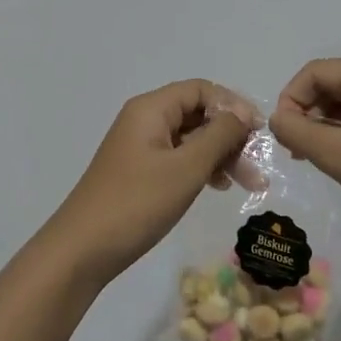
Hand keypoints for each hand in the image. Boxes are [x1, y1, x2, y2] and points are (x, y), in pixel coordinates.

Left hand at [47, 80, 257, 286]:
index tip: (258, 133)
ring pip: (190, 138)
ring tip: (247, 183)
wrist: (82, 249)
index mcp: (151, 109)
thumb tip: (242, 114)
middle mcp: (145, 120)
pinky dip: (201, 167)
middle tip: (257, 166)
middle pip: (197, 113)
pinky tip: (218, 186)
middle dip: (230, 135)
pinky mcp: (139, 171)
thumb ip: (218, 136)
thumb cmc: (137, 203)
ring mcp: (140, 146)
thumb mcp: (186, 168)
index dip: (233, 105)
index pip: (201, 90)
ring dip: (220, 155)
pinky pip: (178, 157)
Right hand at [268, 59, 340, 236]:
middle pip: (334, 82)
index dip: (291, 98)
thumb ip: (298, 132)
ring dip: (324, 123)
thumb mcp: (339, 156)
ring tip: (312, 156)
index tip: (282, 135)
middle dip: (308, 111)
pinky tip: (340, 157)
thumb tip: (276, 118)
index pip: (317, 72)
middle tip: (294, 149)